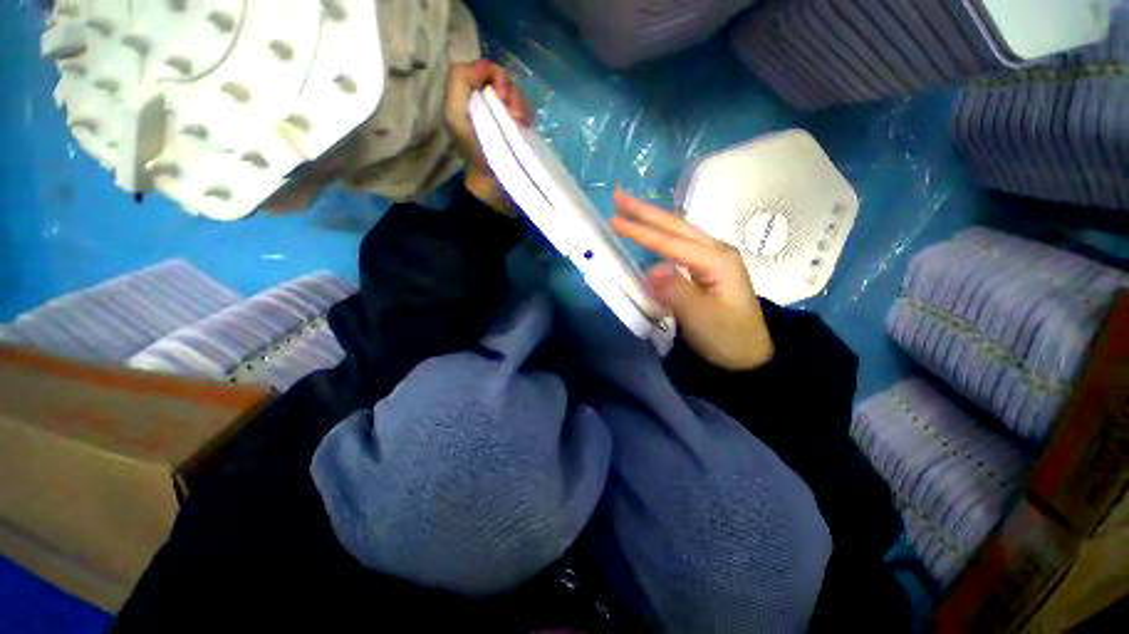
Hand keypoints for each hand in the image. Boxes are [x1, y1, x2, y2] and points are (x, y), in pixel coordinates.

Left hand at [445, 60, 533, 212]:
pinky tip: (525, 125)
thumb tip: (485, 66)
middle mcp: (484, 102)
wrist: (495, 185)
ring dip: (520, 104)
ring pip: (515, 93)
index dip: (494, 75)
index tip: (500, 96)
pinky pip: (526, 109)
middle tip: (513, 112)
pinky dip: (527, 113)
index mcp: (467, 97)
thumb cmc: (476, 155)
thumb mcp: (456, 117)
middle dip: (510, 91)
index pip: (483, 69)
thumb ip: (460, 83)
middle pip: (501, 79)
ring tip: (520, 122)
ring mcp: (502, 115)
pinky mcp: (517, 128)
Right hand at [611, 190, 773, 370]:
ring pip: (678, 232)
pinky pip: (678, 246)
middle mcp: (716, 251)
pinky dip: (659, 236)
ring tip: (628, 209)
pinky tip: (649, 231)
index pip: (672, 242)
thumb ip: (677, 292)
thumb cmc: (727, 337)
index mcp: (717, 260)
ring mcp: (712, 259)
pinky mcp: (705, 269)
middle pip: (676, 226)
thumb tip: (651, 270)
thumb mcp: (702, 319)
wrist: (748, 355)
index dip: (642, 231)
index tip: (614, 220)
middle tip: (618, 196)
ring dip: (652, 219)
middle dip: (646, 211)